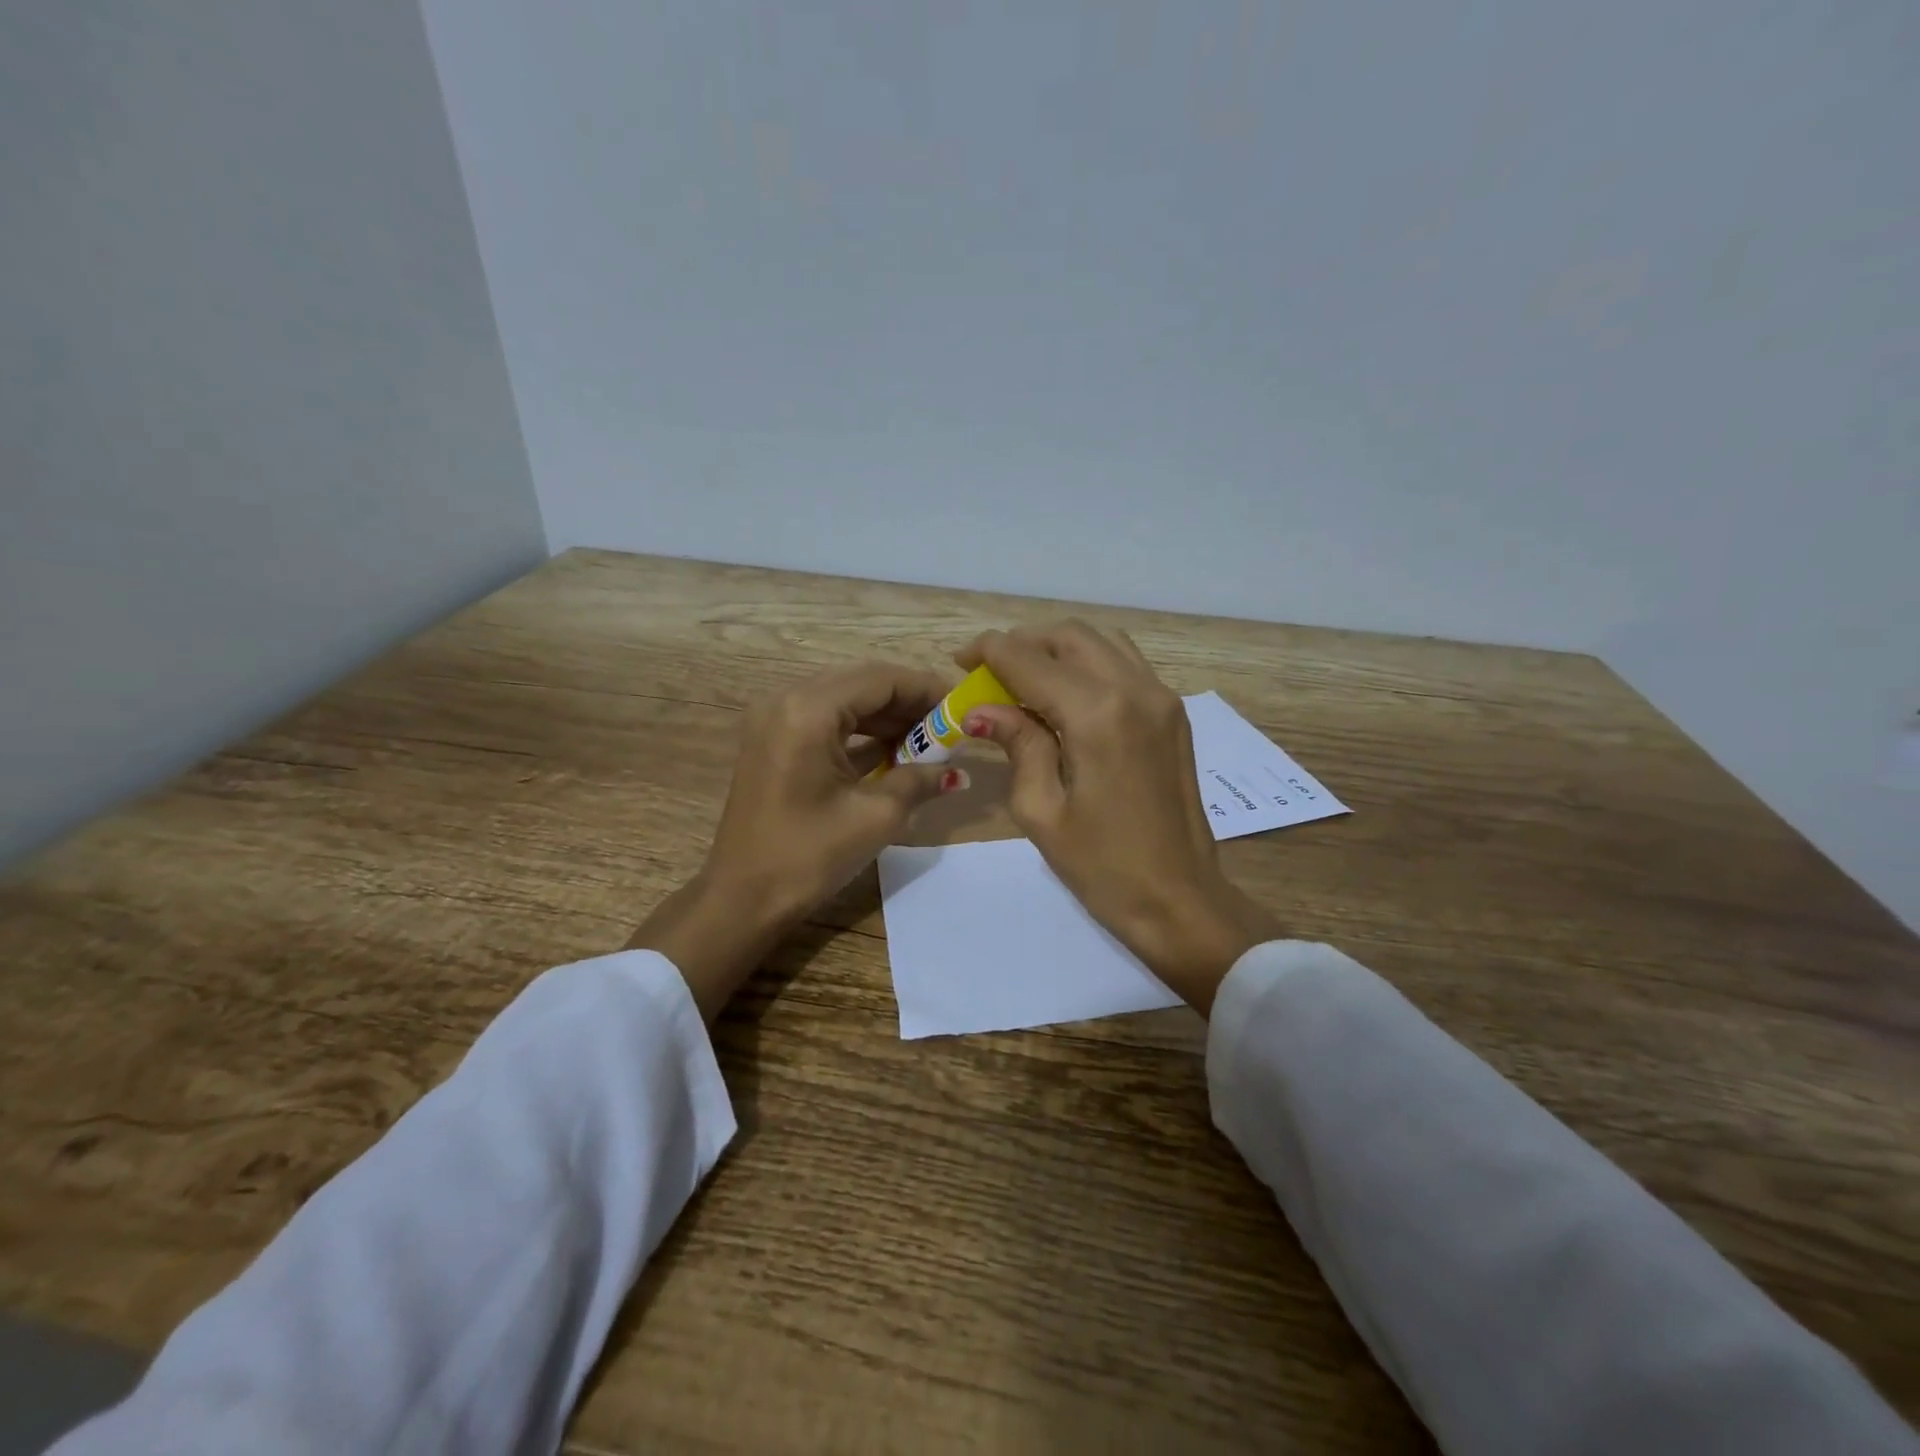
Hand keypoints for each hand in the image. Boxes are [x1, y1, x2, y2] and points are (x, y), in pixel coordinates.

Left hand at [628, 661, 967, 1018]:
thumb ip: (920, 781)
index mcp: (808, 711)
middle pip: (861, 685)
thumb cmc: (808, 856)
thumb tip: (959, 773)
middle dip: (908, 702)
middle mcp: (786, 702)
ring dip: (886, 718)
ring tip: (928, 741)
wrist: (742, 899)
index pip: (880, 680)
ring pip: (844, 702)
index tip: (961, 708)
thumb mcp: (876, 817)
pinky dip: (860, 733)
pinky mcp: (773, 742)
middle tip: (948, 726)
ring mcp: (775, 721)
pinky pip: (825, 722)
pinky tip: (893, 752)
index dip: (926, 689)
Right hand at [955, 622, 1280, 1013]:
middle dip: (1023, 643)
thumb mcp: (1042, 810)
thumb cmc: (1102, 867)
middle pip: (1069, 637)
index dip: (990, 651)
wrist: (1180, 899)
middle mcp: (1135, 689)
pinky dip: (1089, 664)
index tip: (961, 659)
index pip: (1031, 661)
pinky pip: (1125, 664)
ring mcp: (1162, 698)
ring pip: (1101, 642)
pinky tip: (1066, 696)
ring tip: (1025, 679)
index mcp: (1097, 714)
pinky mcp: (1173, 713)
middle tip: (989, 671)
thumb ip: (1017, 744)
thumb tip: (982, 709)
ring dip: (1057, 649)